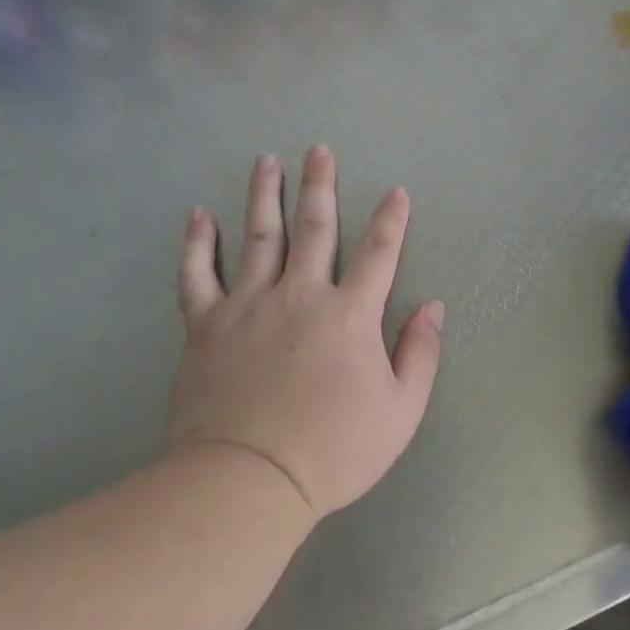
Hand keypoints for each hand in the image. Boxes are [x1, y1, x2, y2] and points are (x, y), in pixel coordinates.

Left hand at [167, 147, 443, 524]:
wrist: (249, 480)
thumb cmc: (334, 449)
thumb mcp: (401, 410)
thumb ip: (420, 353)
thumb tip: (432, 306)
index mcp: (350, 314)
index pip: (378, 253)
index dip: (391, 220)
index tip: (395, 192)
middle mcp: (300, 295)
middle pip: (313, 228)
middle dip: (319, 186)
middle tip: (318, 149)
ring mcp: (248, 306)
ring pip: (257, 236)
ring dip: (263, 195)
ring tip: (266, 161)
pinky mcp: (206, 326)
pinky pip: (197, 274)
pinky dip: (197, 243)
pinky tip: (199, 214)